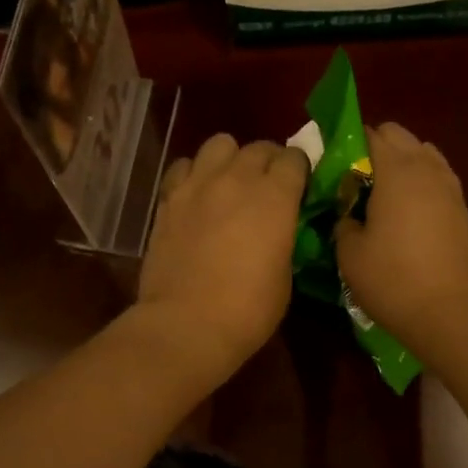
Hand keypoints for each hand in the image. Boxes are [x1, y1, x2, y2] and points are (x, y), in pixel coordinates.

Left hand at [137, 133, 309, 379]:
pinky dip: (194, 173)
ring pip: (219, 144)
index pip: (294, 158)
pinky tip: (197, 195)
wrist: (187, 324)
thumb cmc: (248, 310)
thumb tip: (278, 229)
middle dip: (268, 162)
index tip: (299, 189)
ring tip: (230, 183)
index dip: (299, 171)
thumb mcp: (285, 275)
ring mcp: (198, 184)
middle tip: (267, 187)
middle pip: (258, 147)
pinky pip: (184, 166)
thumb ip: (284, 238)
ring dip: (230, 159)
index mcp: (276, 196)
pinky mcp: (168, 198)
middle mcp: (237, 178)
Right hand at [336, 121, 467, 351]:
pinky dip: (418, 184)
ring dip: (400, 165)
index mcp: (396, 170)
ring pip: (422, 155)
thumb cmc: (394, 280)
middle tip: (352, 181)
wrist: (452, 313)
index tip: (330, 166)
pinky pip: (435, 179)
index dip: (346, 143)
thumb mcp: (350, 254)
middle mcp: (426, 168)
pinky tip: (403, 213)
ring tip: (379, 196)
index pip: (370, 134)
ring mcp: (450, 188)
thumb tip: (348, 215)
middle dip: (374, 149)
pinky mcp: (461, 210)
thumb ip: (343, 223)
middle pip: (399, 136)